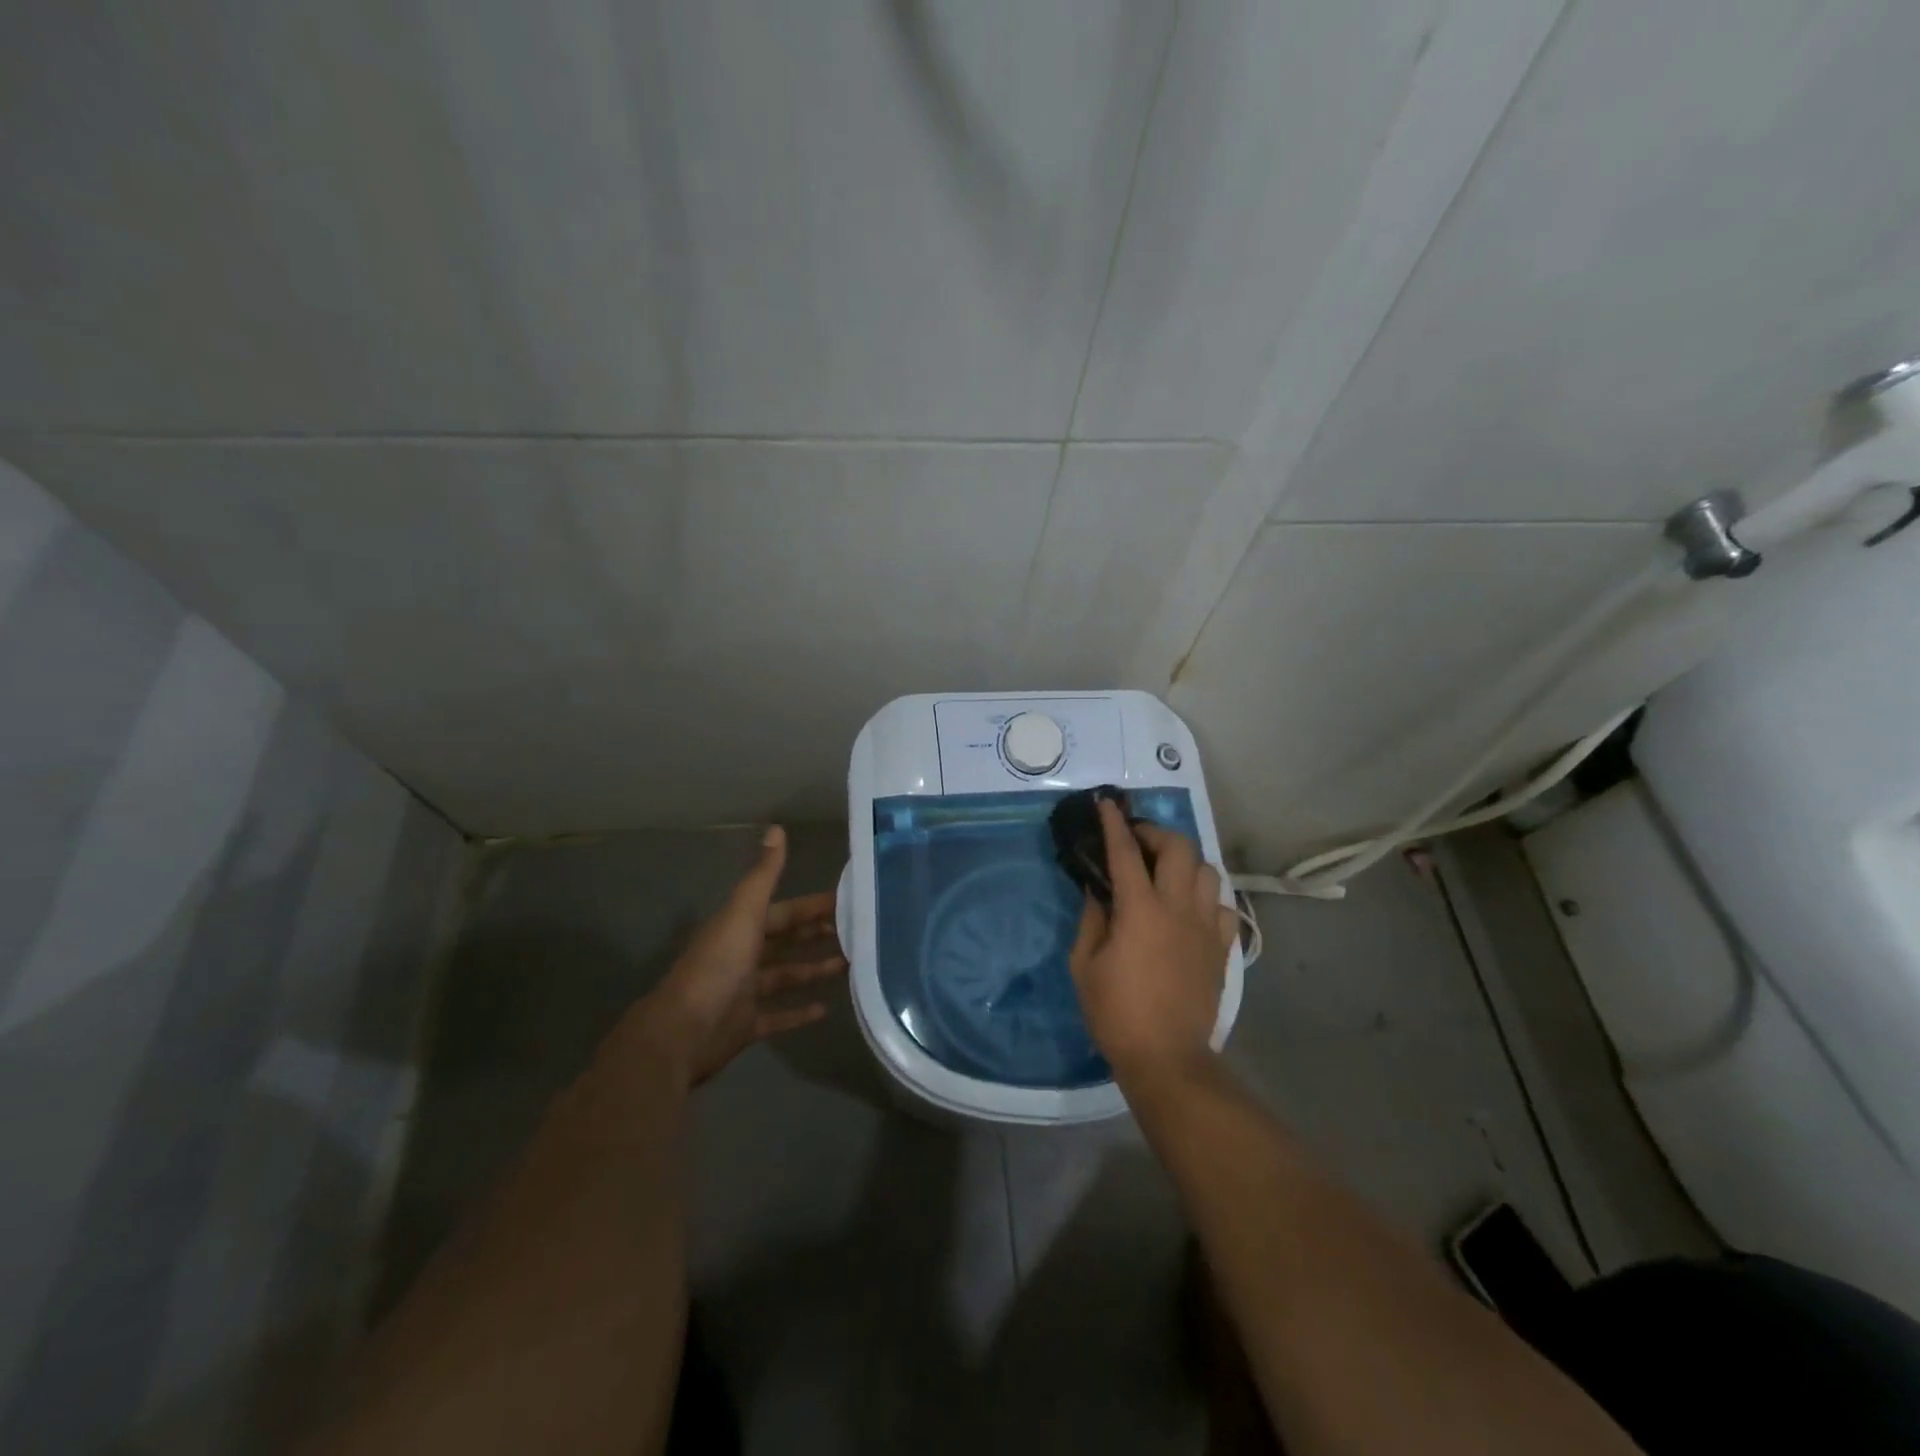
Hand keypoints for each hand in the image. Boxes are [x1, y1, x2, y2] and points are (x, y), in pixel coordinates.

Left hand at [633, 826, 844, 1086]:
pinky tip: (825, 1009)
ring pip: (786, 975)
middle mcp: (743, 955)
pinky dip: (799, 1013)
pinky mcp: (746, 1024)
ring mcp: (745, 991)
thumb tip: (777, 828)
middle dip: (817, 934)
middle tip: (857, 933)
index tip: (849, 901)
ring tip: (850, 965)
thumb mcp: (744, 913)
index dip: (813, 906)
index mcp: (742, 927)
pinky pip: (778, 1016)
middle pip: (786, 940)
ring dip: (814, 969)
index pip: (785, 911)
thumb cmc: (718, 966)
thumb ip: (764, 875)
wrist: (683, 1031)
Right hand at [1069, 799, 1238, 1084]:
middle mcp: (1177, 908)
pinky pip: (1221, 905)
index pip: (1125, 852)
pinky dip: (1204, 896)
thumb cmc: (1116, 1013)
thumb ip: (1092, 919)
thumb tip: (1098, 889)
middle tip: (1136, 843)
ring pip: (1206, 870)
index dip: (1114, 823)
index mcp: (1140, 910)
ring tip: (1164, 872)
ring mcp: (1205, 927)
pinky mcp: (1222, 947)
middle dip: (1156, 833)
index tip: (1107, 804)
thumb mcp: (1085, 965)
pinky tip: (1188, 908)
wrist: (1168, 1058)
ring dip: (1183, 862)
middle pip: (1178, 848)